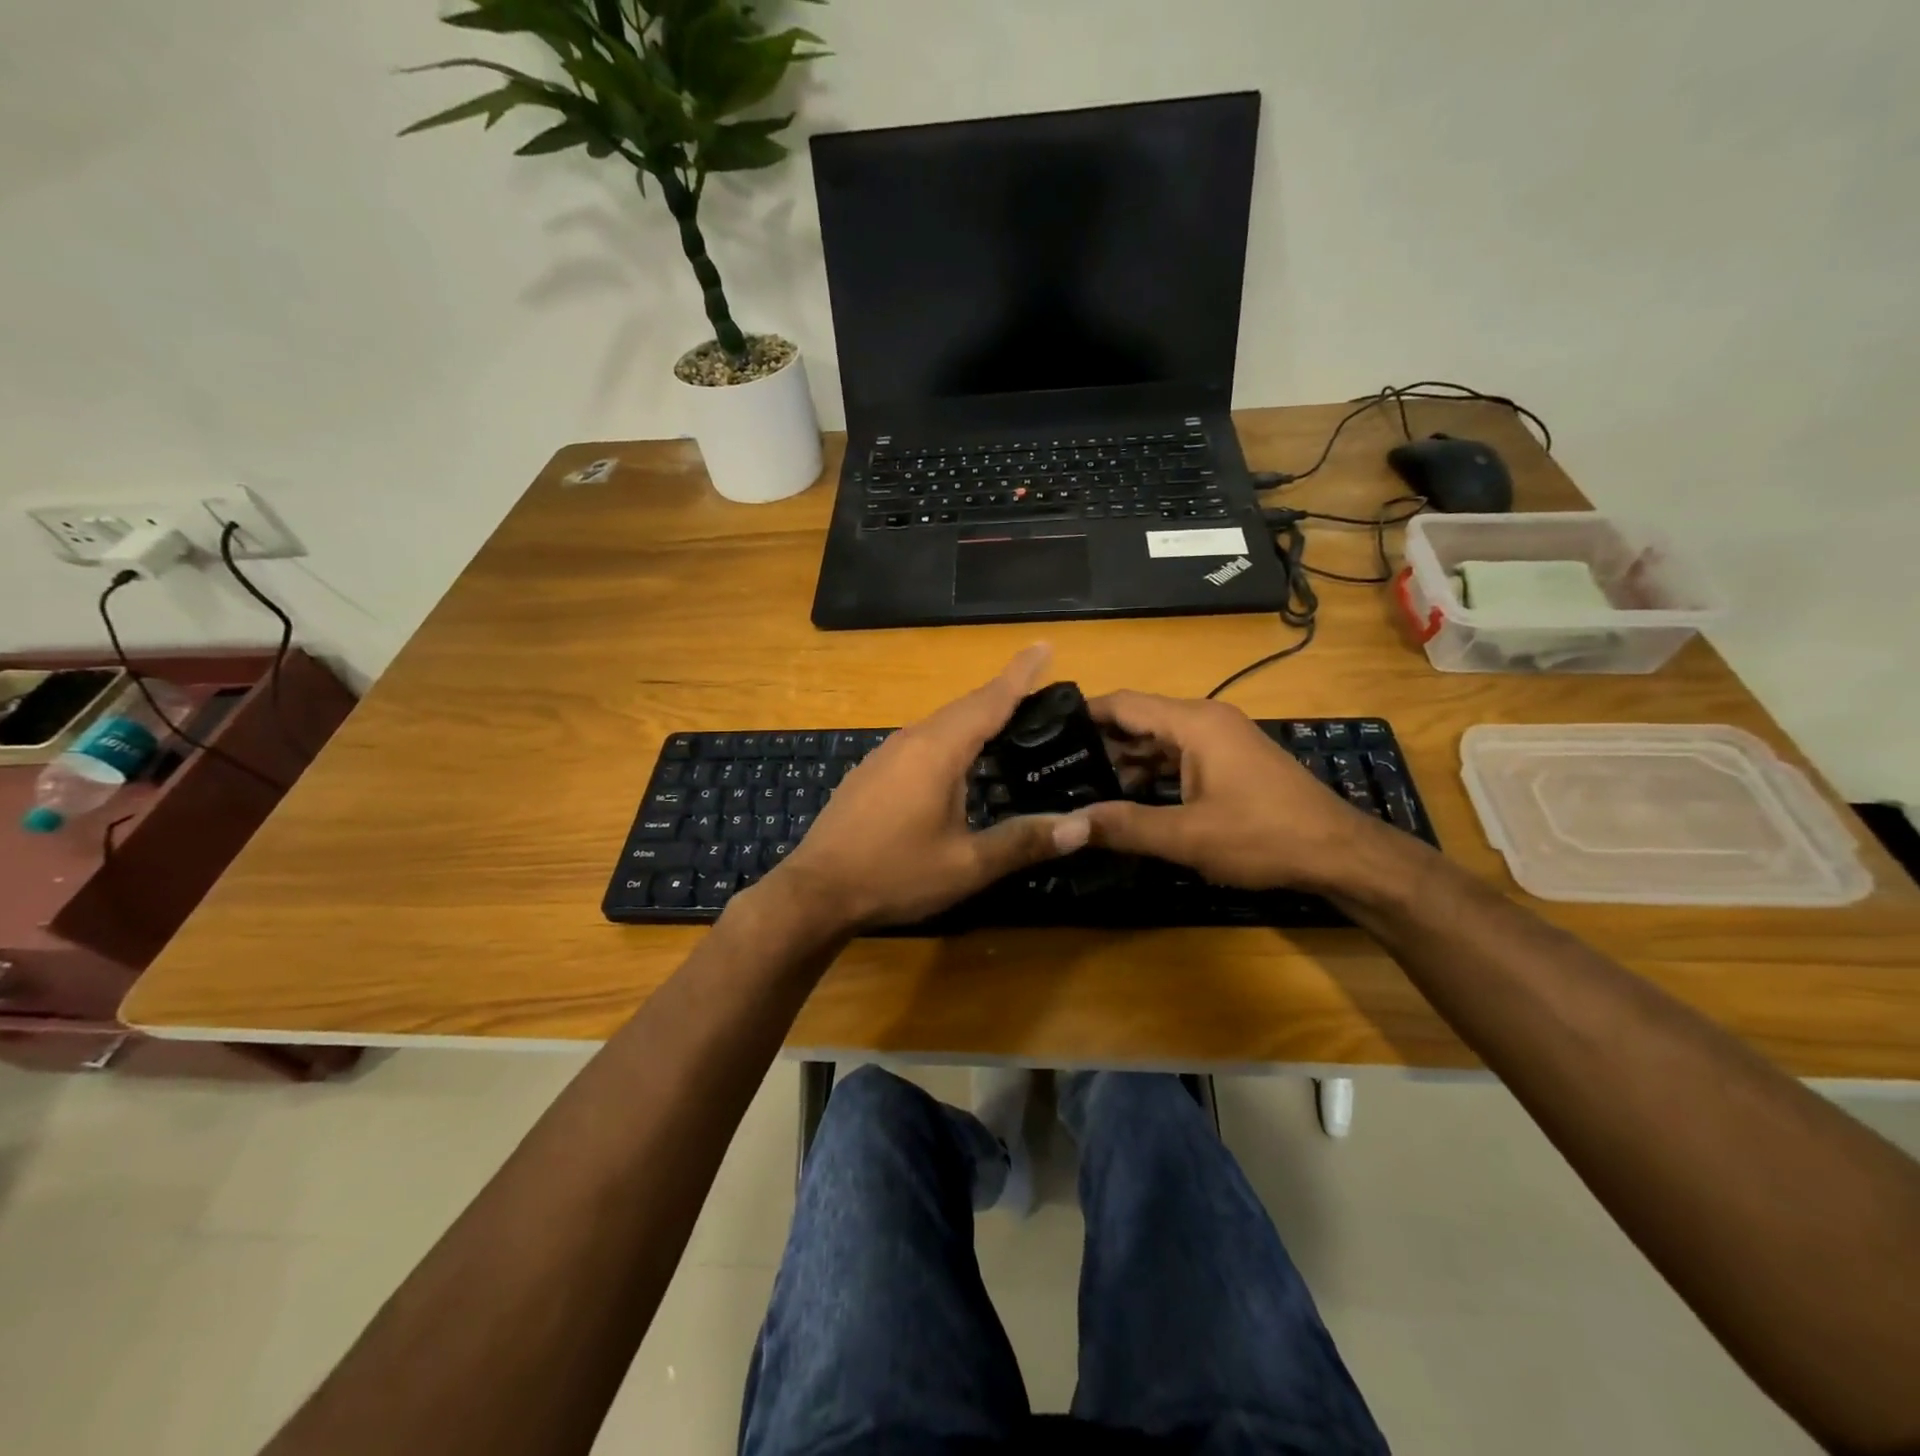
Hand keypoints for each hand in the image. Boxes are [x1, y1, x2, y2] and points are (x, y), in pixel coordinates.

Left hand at [767, 646, 1091, 930]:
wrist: (817, 892)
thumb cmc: (895, 874)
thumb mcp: (967, 865)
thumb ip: (1023, 842)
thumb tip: (1082, 826)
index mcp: (938, 751)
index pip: (989, 701)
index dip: (1020, 674)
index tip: (1045, 646)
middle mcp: (911, 740)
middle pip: (965, 707)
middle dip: (1002, 694)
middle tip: (1038, 690)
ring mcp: (886, 754)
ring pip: (940, 724)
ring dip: (975, 717)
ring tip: (1007, 723)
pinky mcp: (872, 772)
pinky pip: (922, 741)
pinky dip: (951, 739)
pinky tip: (959, 763)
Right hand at [1080, 691, 1394, 893]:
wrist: (1340, 854)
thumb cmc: (1263, 837)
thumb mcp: (1188, 836)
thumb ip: (1126, 826)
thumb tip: (1068, 824)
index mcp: (1194, 723)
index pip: (1124, 703)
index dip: (1083, 714)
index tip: (1044, 731)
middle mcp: (1205, 720)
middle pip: (1138, 720)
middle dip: (1099, 744)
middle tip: (1055, 768)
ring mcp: (1221, 740)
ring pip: (1158, 741)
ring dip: (1124, 763)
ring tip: (1081, 787)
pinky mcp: (1230, 762)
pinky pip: (1178, 757)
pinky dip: (1151, 773)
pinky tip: (1127, 800)